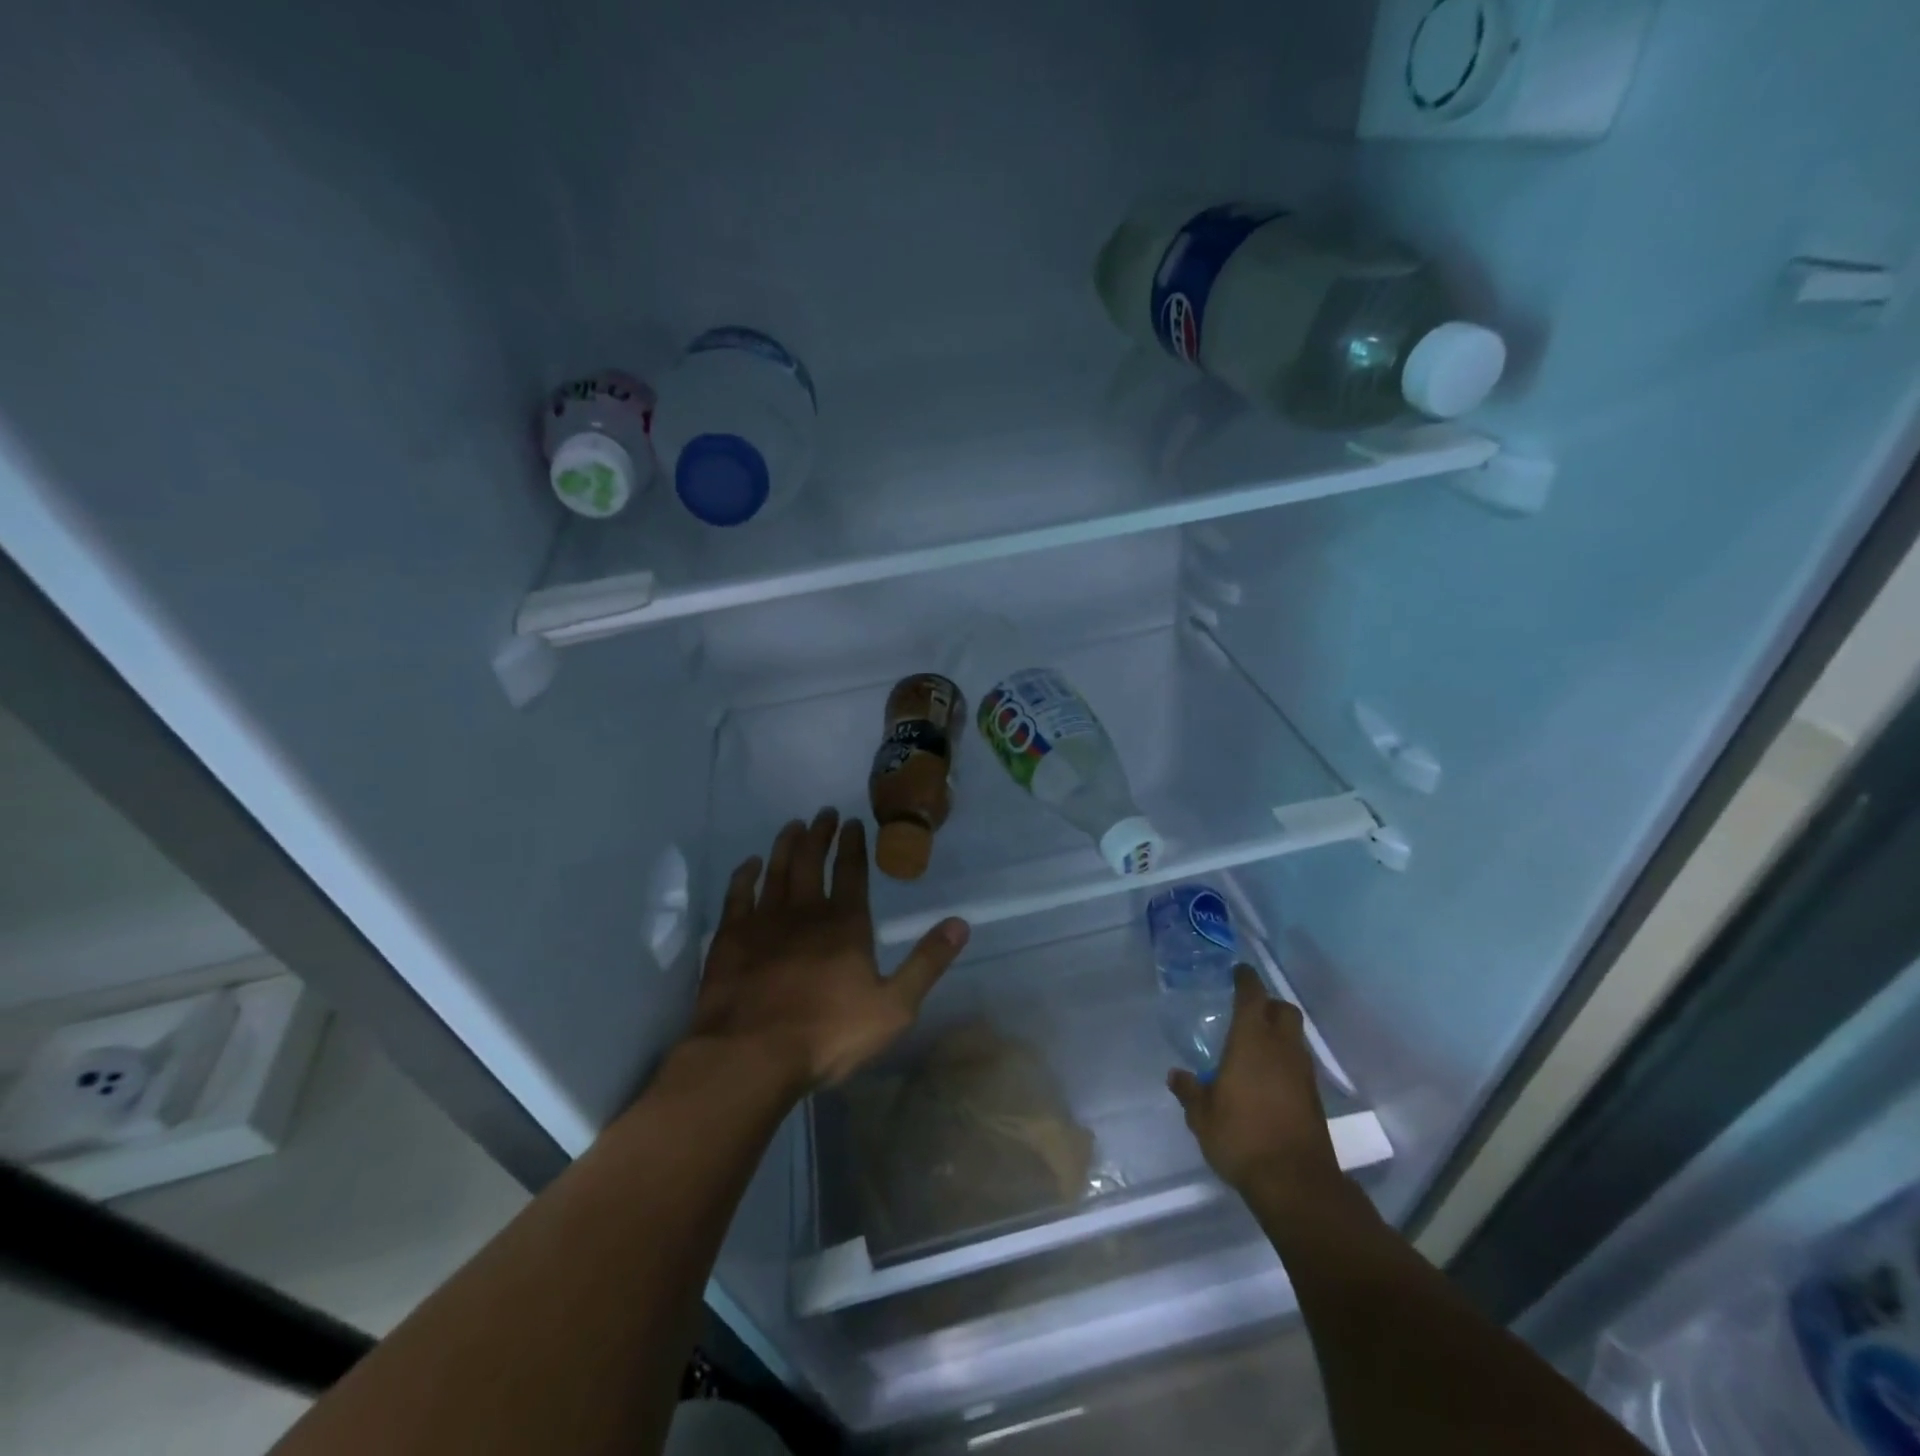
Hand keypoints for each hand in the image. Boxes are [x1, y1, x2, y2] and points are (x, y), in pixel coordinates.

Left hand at [687, 807, 969, 1091]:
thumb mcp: (894, 1007)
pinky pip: (738, 895)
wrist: (751, 1055)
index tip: (852, 822)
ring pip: (776, 870)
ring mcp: (764, 922)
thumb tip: (960, 923)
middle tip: (823, 813)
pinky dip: (744, 876)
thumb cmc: (828, 1034)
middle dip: (820, 834)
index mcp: (846, 925)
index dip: (853, 844)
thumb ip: (927, 963)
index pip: (852, 872)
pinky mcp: (730, 938)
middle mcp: (805, 912)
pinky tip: (749, 865)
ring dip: (786, 845)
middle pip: (812, 862)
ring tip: (792, 826)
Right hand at [1168, 965, 1342, 1199]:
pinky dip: (1284, 1061)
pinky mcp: (1314, 1098)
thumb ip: (1189, 1091)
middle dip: (1269, 1004)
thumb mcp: (1202, 1116)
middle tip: (1248, 1010)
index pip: (1252, 995)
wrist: (1295, 1183)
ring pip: (1294, 1037)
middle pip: (1284, 1010)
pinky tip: (1266, 1078)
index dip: (1246, 979)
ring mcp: (1303, 1073)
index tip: (1238, 972)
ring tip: (1254, 1046)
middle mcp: (1282, 1048)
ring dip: (1278, 1034)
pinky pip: (1298, 1064)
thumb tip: (1176, 1076)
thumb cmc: (1241, 1137)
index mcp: (1252, 1041)